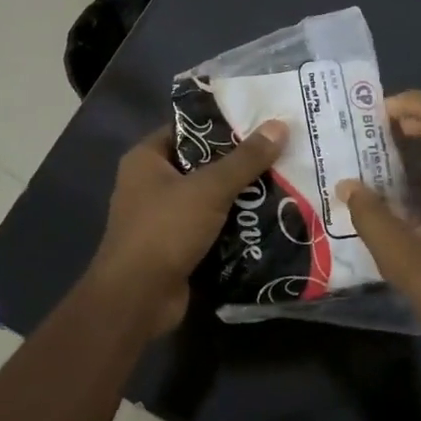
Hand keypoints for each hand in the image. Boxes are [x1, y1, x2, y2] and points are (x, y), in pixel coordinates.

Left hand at [88, 120, 288, 335]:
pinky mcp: (175, 247)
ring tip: (283, 183)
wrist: (137, 299)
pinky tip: (268, 220)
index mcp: (146, 159)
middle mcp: (150, 184)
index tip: (260, 121)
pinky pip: (209, 227)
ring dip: (240, 196)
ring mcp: (161, 218)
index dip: (222, 124)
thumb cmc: (164, 230)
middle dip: (238, 163)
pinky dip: (233, 225)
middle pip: (202, 164)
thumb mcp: (209, 189)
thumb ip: (245, 159)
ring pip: (208, 198)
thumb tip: (279, 126)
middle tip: (280, 152)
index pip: (188, 129)